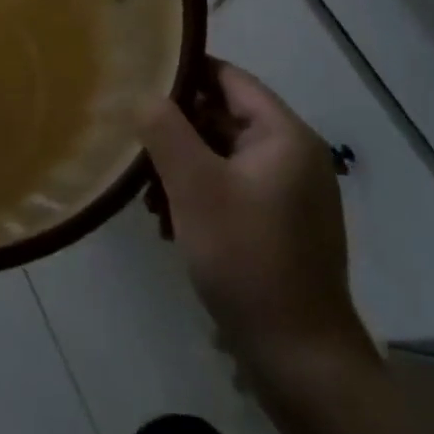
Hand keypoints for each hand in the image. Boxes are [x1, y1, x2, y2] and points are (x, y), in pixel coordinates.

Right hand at [139, 59, 374, 390]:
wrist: (300, 361)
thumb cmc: (246, 258)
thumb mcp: (195, 187)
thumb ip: (165, 129)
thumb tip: (145, 93)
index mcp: (284, 135)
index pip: (228, 77)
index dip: (183, 72)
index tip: (138, 79)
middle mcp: (293, 155)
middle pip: (223, 117)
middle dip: (175, 130)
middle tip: (133, 145)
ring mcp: (289, 193)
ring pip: (222, 156)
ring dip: (181, 167)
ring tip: (147, 197)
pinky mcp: (279, 225)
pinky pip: (231, 188)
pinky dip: (199, 195)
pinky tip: (169, 223)